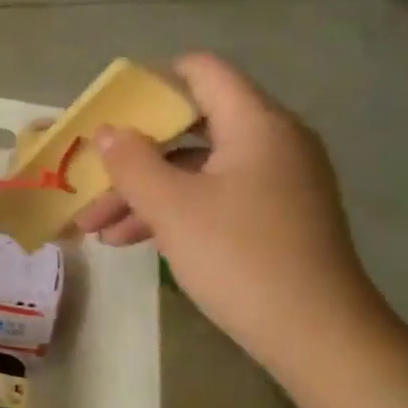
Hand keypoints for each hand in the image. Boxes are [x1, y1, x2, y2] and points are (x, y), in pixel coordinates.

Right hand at [74, 54, 390, 373]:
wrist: (316, 334)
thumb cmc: (240, 258)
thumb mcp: (172, 208)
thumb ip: (132, 163)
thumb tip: (107, 131)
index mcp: (256, 124)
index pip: (202, 72)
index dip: (152, 83)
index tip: (109, 111)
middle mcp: (272, 142)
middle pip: (191, 128)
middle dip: (134, 155)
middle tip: (91, 179)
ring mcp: (276, 181)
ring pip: (197, 170)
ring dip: (145, 192)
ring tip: (96, 228)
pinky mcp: (274, 216)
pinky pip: (214, 197)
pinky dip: (174, 211)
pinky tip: (131, 241)